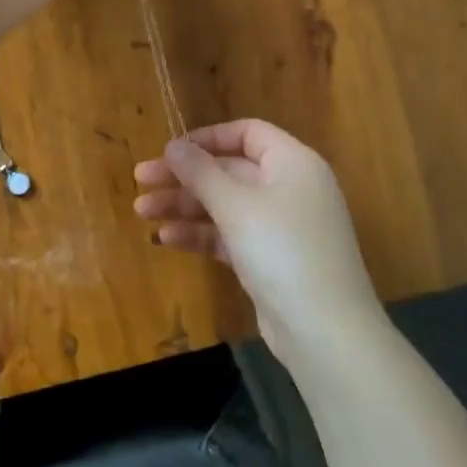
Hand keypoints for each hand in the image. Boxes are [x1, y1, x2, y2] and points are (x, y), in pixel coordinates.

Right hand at [134, 119, 386, 365]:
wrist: (326, 333)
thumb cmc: (283, 251)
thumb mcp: (236, 206)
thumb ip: (201, 172)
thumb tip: (173, 144)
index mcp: (292, 163)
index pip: (247, 133)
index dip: (207, 138)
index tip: (170, 150)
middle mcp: (289, 188)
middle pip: (229, 170)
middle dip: (184, 176)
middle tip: (140, 180)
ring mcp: (280, 226)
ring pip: (224, 204)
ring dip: (184, 206)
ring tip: (142, 212)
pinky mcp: (269, 259)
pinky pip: (229, 235)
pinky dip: (200, 234)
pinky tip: (166, 239)